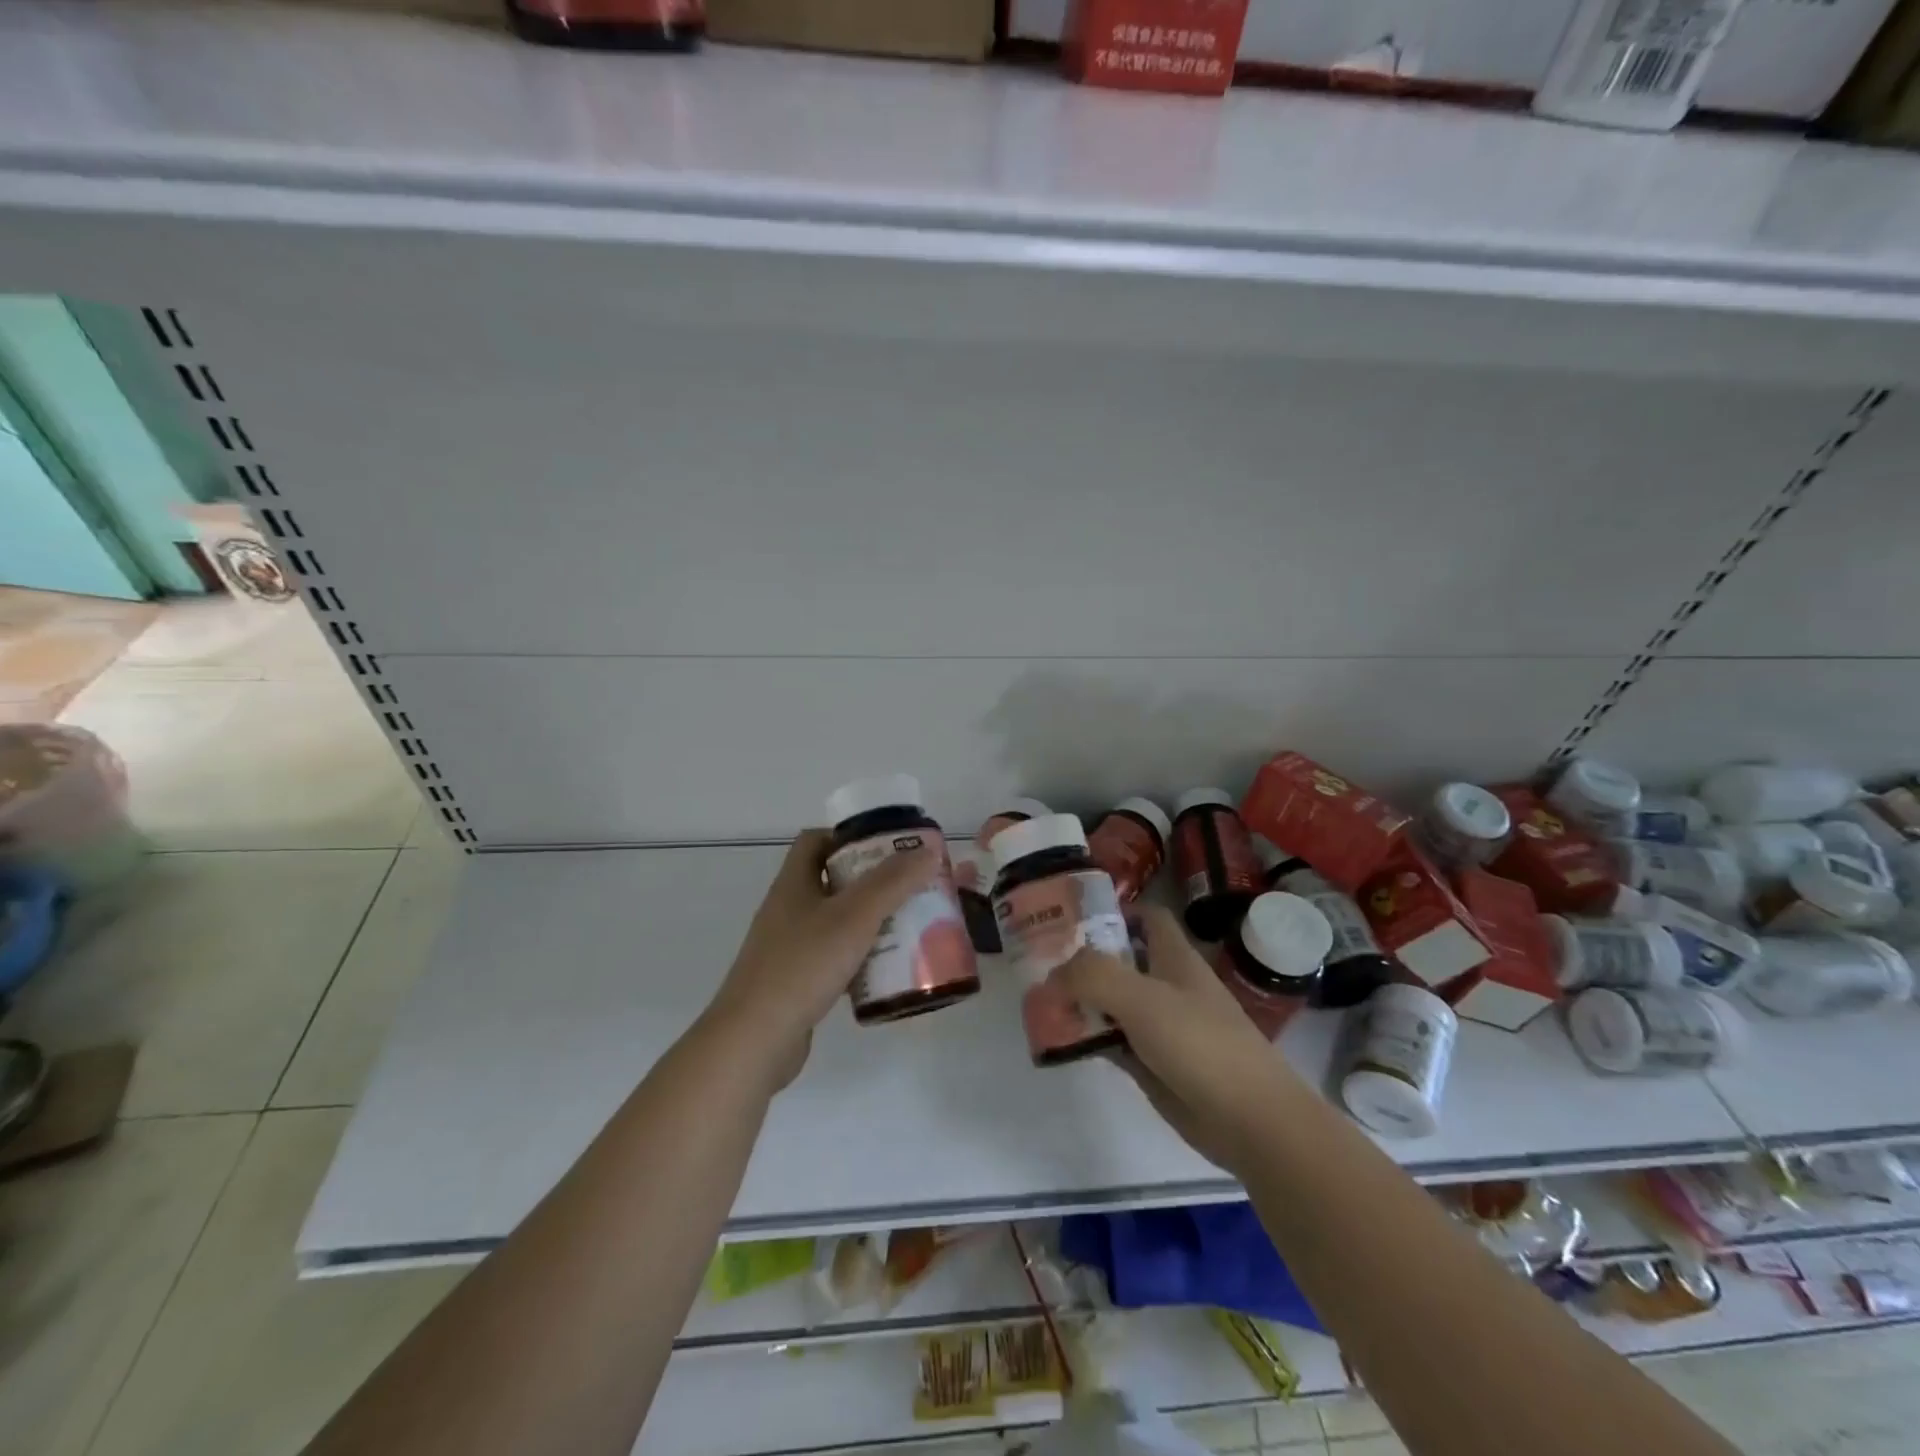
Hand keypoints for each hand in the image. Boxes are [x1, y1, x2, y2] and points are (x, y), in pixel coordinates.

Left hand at [704, 829, 939, 1091]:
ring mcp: (789, 948)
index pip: (816, 841)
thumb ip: (893, 881)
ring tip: (910, 927)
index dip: (849, 836)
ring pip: (836, 922)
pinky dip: (860, 959)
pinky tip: (887, 971)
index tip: (888, 846)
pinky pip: (834, 958)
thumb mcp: (855, 916)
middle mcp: (788, 909)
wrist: (755, 1041)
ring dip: (870, 921)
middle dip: (872, 881)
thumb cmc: (803, 966)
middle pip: (832, 881)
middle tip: (911, 887)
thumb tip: (930, 848)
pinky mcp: (796, 982)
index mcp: (793, 883)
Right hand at [1060, 905, 1306, 1174]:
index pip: (1146, 917)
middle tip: (1039, 965)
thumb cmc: (1200, 1044)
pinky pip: (1113, 1041)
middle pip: (1121, 960)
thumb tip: (1054, 975)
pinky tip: (1059, 1041)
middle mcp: (1167, 985)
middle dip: (1083, 960)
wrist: (1250, 1121)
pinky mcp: (1154, 1064)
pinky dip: (1088, 1038)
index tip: (1071, 919)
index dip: (1114, 911)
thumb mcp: (1142, 998)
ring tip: (1038, 1002)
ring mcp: (1160, 1026)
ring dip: (1080, 1001)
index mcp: (1174, 958)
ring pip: (1112, 1003)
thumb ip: (1094, 976)